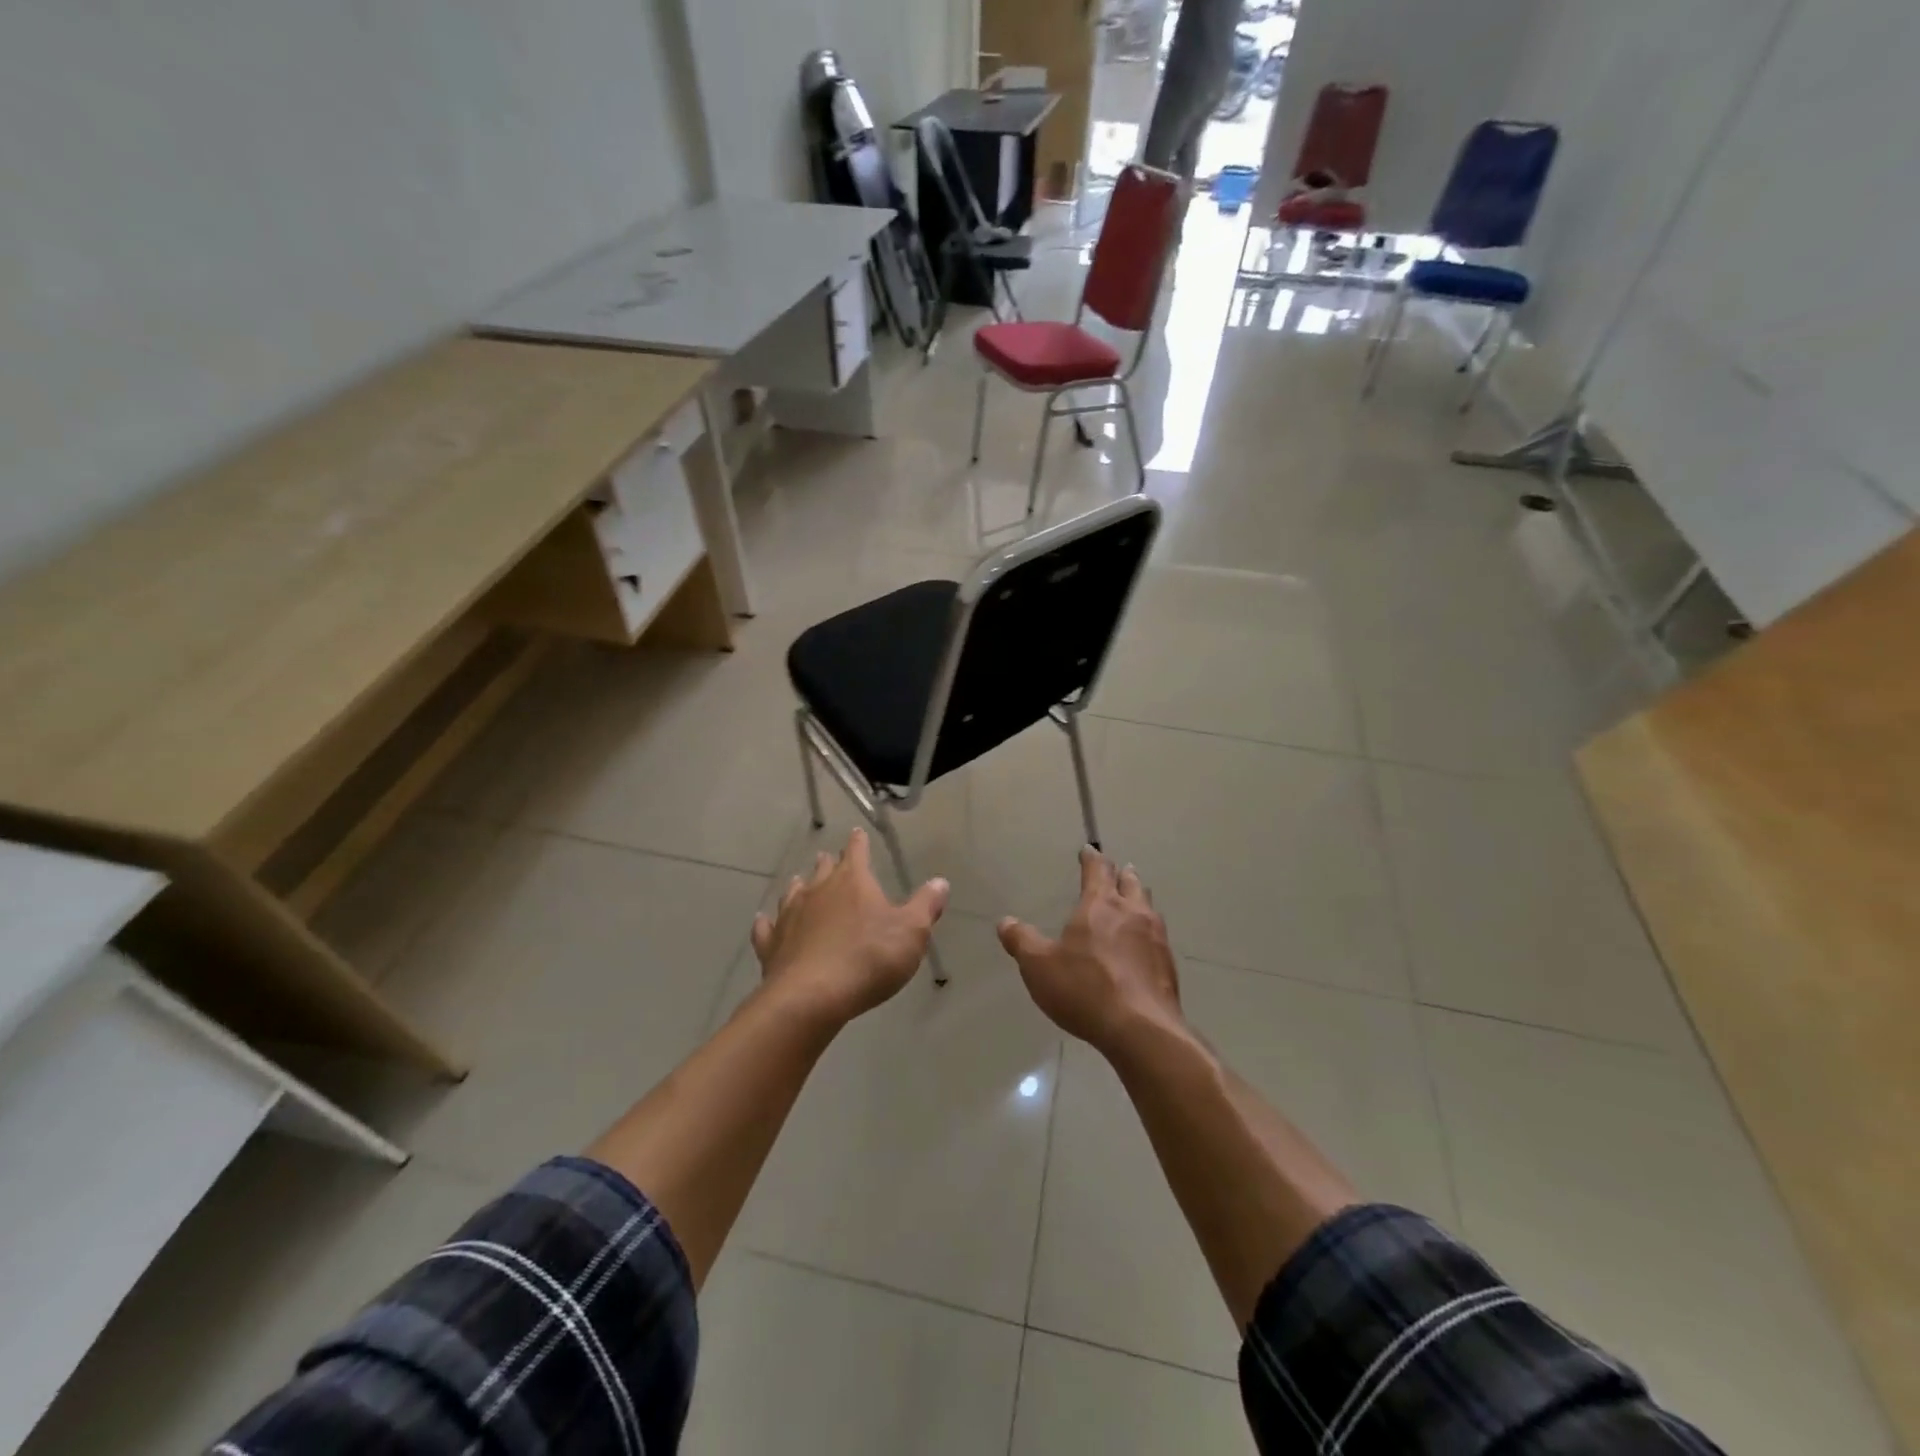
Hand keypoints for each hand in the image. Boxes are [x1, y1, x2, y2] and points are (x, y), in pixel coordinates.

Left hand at [751, 828, 949, 1025]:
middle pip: (823, 870)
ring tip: (800, 883)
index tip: (857, 833)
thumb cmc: (869, 958)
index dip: (859, 843)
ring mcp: (790, 917)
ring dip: (799, 887)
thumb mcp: (911, 932)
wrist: (812, 997)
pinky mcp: (772, 945)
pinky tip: (764, 921)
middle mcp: (818, 891)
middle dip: (829, 864)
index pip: (857, 852)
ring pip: (794, 893)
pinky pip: (767, 928)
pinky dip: (767, 923)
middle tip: (829, 858)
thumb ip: (926, 906)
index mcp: (852, 882)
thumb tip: (941, 882)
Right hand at [997, 847, 1183, 1057]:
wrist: (1141, 1029)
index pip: (1097, 870)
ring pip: (1148, 907)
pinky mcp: (1168, 965)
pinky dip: (1148, 931)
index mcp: (1100, 905)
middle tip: (1119, 870)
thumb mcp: (1039, 966)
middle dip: (1122, 874)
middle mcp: (1132, 913)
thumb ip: (1021, 941)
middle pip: (1130, 883)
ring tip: (1134, 899)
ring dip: (1139, 898)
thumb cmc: (1085, 989)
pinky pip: (1157, 936)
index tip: (1089, 850)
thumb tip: (1005, 922)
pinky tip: (1143, 945)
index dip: (1091, 859)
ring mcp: (1156, 938)